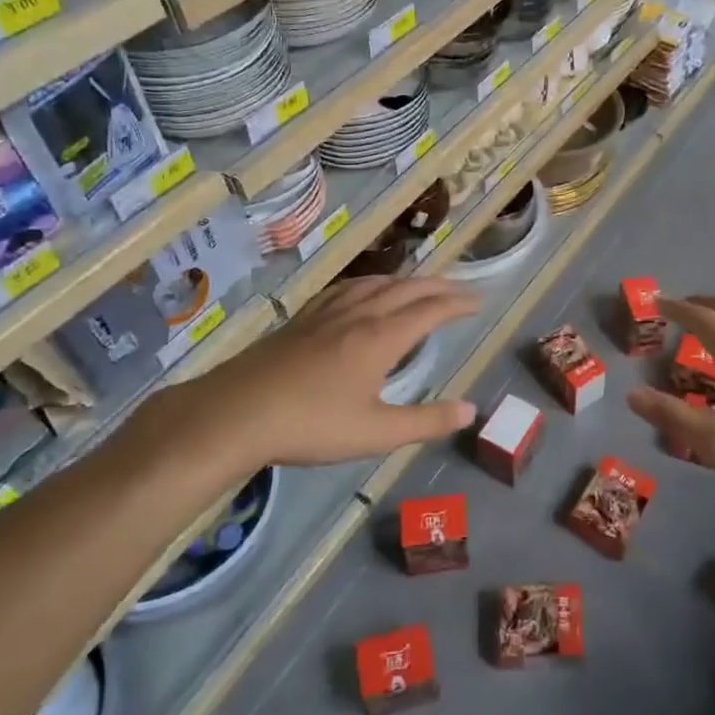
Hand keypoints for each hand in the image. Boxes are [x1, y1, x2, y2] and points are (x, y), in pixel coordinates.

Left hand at [145, 277, 480, 478]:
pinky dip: (369, 283)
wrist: (235, 414)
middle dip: (438, 287)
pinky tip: (361, 292)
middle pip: (406, 289)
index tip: (479, 301)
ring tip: (419, 286)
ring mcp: (326, 314)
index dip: (458, 303)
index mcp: (380, 338)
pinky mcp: (301, 320)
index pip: (430, 310)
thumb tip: (469, 410)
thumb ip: (425, 422)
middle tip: (460, 291)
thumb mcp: (375, 433)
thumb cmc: (310, 426)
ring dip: (405, 281)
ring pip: (375, 283)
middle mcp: (357, 315)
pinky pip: (345, 288)